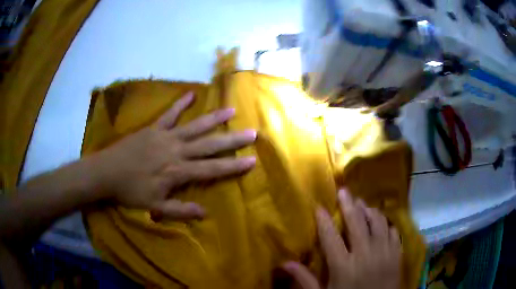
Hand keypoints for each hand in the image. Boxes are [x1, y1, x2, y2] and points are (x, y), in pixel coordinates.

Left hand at [92, 92, 256, 219]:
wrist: (106, 173)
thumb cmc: (130, 192)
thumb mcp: (154, 207)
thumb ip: (180, 210)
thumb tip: (205, 213)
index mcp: (177, 172)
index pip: (211, 169)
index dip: (233, 166)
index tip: (252, 160)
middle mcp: (176, 151)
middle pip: (208, 145)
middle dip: (232, 140)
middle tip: (251, 132)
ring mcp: (165, 136)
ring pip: (194, 126)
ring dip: (213, 119)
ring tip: (231, 110)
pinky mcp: (153, 128)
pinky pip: (169, 114)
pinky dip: (180, 104)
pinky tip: (191, 94)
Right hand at [283, 189, 400, 288]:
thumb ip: (305, 279)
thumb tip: (284, 263)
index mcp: (343, 266)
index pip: (330, 237)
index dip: (324, 220)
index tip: (318, 206)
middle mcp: (365, 254)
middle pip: (357, 223)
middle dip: (349, 205)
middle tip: (344, 191)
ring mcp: (384, 253)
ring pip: (378, 223)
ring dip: (369, 211)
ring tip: (363, 204)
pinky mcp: (397, 255)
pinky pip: (393, 232)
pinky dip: (387, 225)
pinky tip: (382, 222)